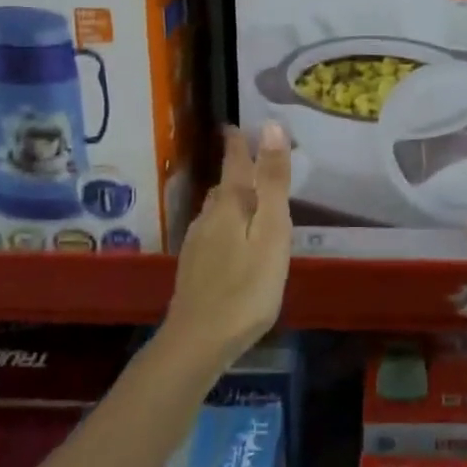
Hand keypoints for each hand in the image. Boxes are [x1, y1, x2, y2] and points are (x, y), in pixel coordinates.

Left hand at [163, 123, 293, 370]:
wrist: (198, 342)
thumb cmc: (246, 287)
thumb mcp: (271, 231)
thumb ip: (272, 182)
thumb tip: (271, 127)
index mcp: (229, 205)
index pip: (234, 163)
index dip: (238, 143)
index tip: (235, 124)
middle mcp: (208, 218)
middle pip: (224, 185)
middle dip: (237, 168)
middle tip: (252, 156)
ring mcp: (197, 244)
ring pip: (216, 209)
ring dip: (231, 196)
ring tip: (247, 193)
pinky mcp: (194, 268)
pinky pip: (213, 230)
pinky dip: (226, 221)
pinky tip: (233, 237)